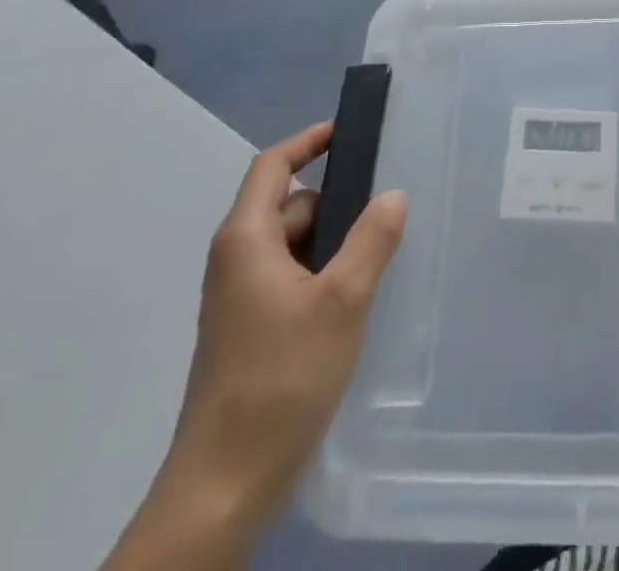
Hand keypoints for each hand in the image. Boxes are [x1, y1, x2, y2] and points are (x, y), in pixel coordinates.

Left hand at [103, 123, 406, 570]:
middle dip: (337, 204)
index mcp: (246, 239)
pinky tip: (356, 301)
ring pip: (293, 247)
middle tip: (387, 211)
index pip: (273, 166)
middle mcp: (237, 260)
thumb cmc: (281, 378)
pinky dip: (322, 276)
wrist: (224, 486)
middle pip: (289, 206)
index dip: (309, 142)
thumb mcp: (342, 302)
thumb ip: (371, 241)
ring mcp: (240, 299)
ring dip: (333, 245)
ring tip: (380, 258)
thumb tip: (394, 194)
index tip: (349, 132)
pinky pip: (291, 280)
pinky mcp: (249, 332)